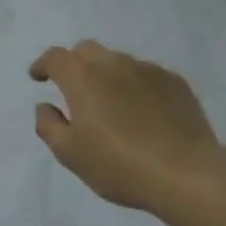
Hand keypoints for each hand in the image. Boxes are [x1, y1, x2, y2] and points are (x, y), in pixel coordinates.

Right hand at [29, 41, 223, 213]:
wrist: (187, 174)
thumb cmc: (119, 165)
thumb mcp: (69, 153)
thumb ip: (48, 125)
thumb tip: (45, 106)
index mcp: (82, 78)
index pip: (55, 57)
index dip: (43, 65)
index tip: (38, 78)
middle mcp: (113, 64)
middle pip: (86, 50)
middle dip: (75, 64)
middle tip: (74, 90)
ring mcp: (148, 70)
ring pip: (118, 61)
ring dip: (107, 75)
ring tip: (112, 105)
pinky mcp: (176, 83)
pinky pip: (146, 75)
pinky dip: (135, 86)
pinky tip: (143, 112)